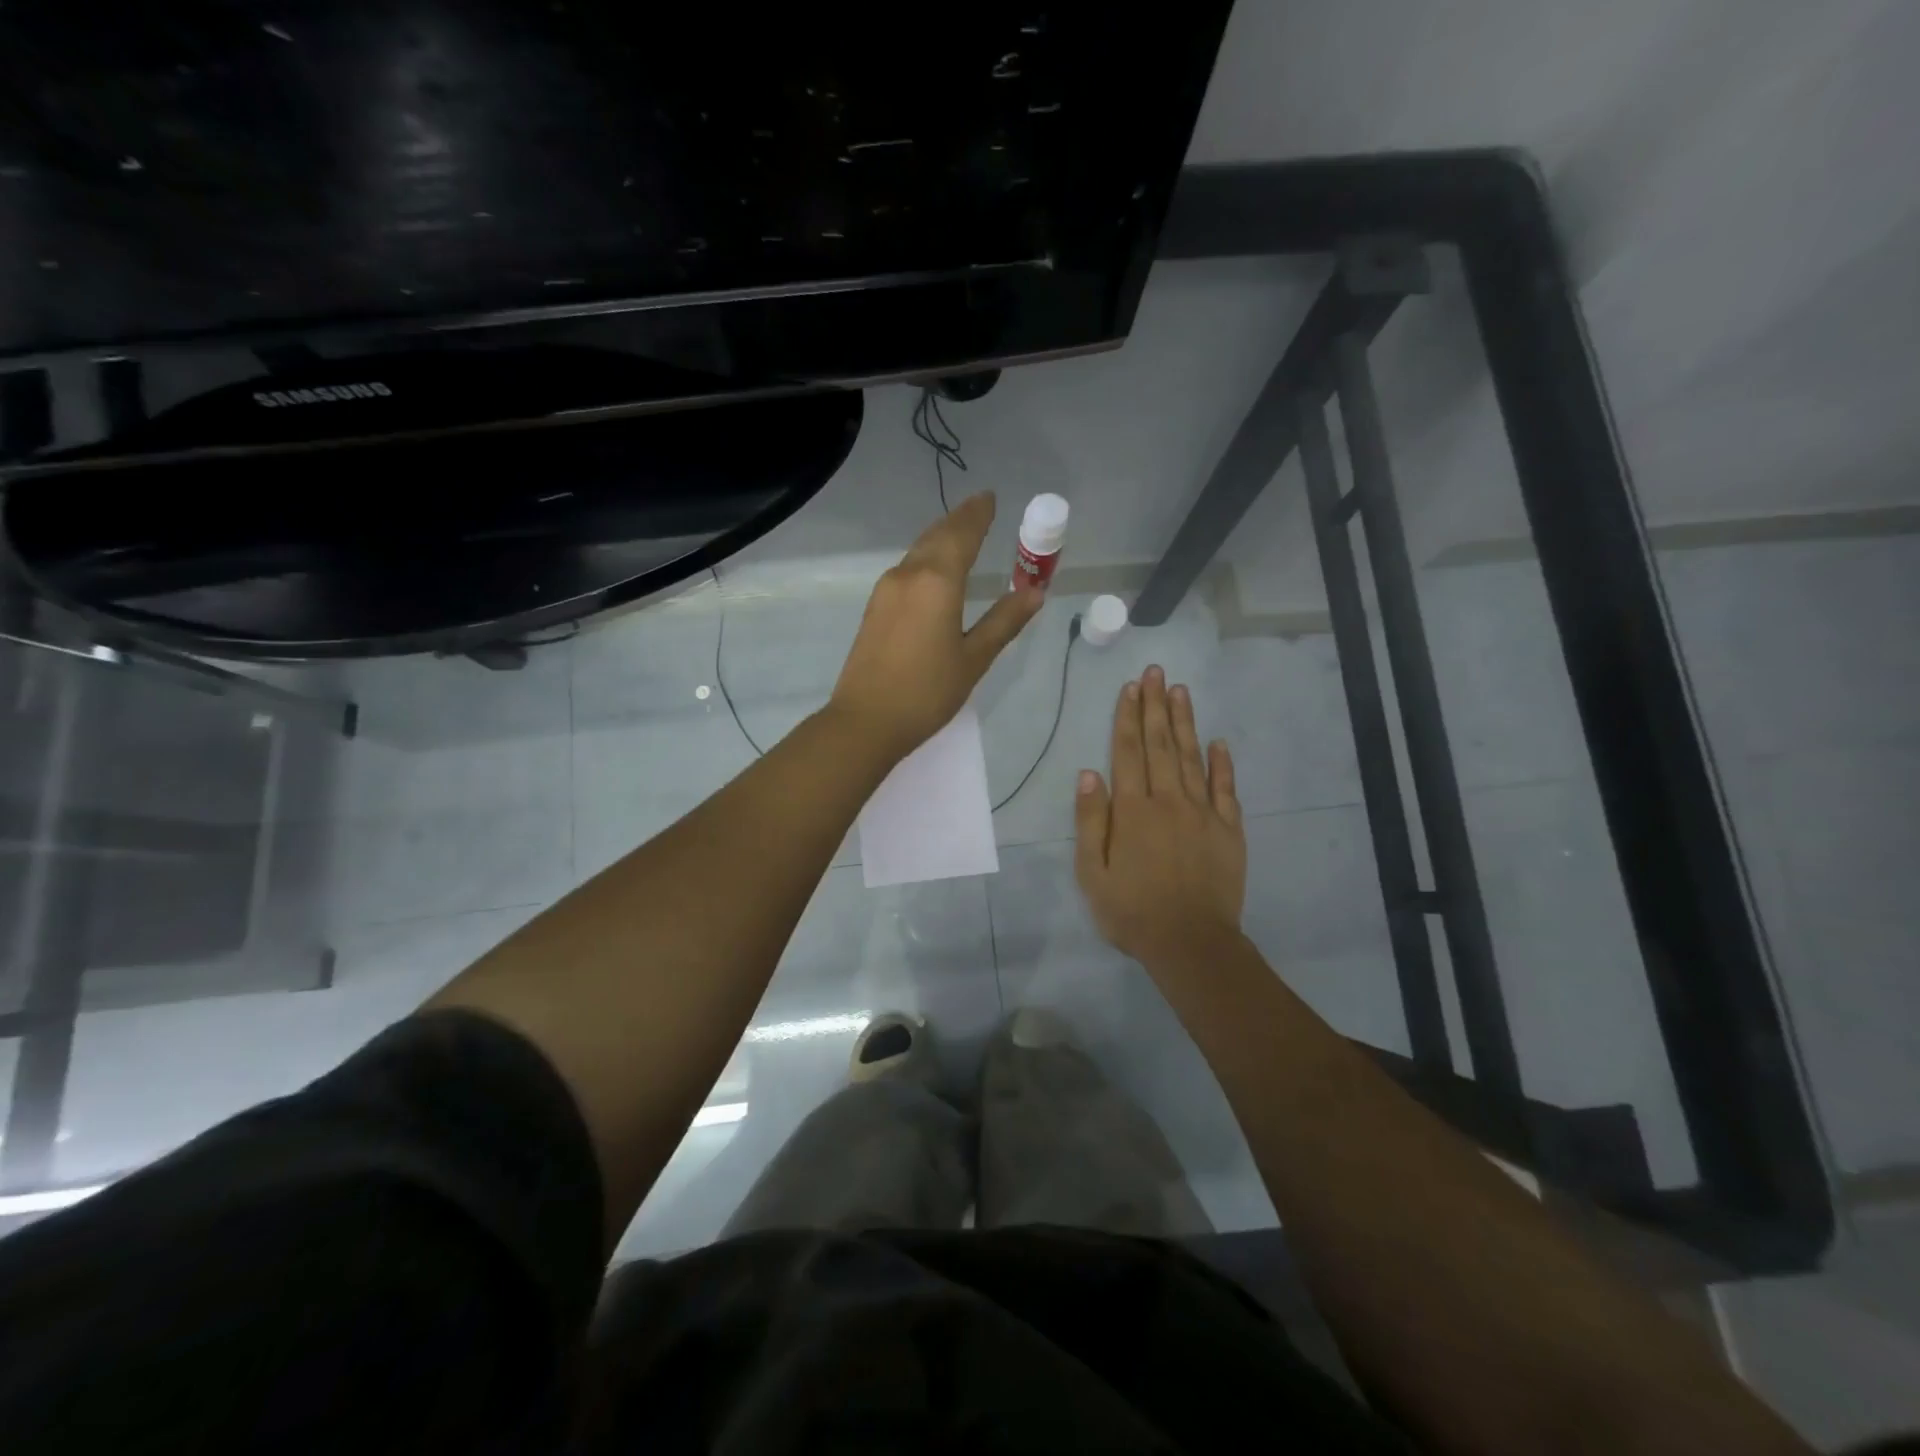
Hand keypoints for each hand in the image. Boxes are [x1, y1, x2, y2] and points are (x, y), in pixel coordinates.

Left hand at [829, 492, 1041, 761]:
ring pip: (918, 551)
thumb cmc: (927, 692)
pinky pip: (906, 568)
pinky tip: (933, 568)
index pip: (962, 534)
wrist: (866, 721)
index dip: (978, 515)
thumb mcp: (974, 658)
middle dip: (959, 520)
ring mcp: (886, 590)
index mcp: (937, 581)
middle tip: (979, 508)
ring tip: (960, 531)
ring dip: (940, 536)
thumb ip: (1004, 621)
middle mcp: (908, 575)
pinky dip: (926, 557)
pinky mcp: (875, 608)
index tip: (991, 498)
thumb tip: (1034, 591)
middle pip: (936, 536)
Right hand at [1075, 666, 1245, 971]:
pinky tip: (1219, 741)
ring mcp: (1203, 813)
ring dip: (1185, 722)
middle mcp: (1168, 801)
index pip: (1128, 753)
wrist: (1191, 942)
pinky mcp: (1229, 829)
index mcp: (1133, 811)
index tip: (1130, 687)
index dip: (1127, 718)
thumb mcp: (1093, 873)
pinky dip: (1222, 763)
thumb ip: (1091, 822)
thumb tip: (1088, 774)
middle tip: (1155, 672)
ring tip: (1180, 691)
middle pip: (1161, 744)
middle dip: (1155, 706)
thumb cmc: (1132, 911)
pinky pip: (1226, 788)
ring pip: (1193, 757)